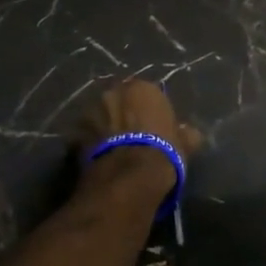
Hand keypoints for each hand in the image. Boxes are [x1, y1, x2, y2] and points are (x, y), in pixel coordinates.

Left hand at [73, 79, 201, 201]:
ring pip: (98, 115)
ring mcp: (90, 111)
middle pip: (118, 100)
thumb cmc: (162, 152)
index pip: (145, 94)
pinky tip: (99, 158)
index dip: (147, 111)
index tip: (151, 126)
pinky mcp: (74, 133)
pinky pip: (84, 135)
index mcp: (142, 88)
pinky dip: (89, 143)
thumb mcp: (183, 143)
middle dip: (121, 113)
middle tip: (129, 134)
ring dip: (103, 126)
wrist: (129, 177)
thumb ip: (185, 134)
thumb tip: (191, 134)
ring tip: (111, 147)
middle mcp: (113, 91)